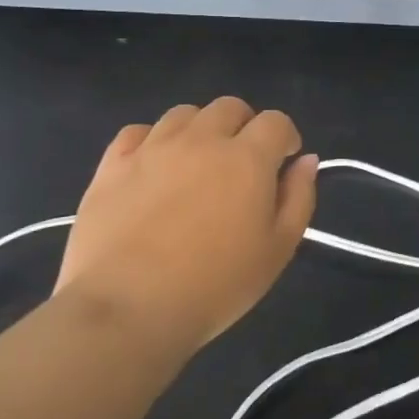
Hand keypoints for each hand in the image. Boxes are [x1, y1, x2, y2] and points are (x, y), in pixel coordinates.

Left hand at [56, 98, 317, 363]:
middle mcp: (202, 140)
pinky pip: (136, 132)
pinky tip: (152, 169)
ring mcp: (152, 149)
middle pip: (229, 107)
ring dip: (199, 130)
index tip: (283, 163)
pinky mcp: (112, 166)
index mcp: (247, 158)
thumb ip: (299, 198)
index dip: (285, 137)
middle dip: (244, 126)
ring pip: (184, 114)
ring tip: (196, 164)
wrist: (125, 311)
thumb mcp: (278, 250)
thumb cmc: (214, 285)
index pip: (276, 121)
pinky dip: (151, 141)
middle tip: (241, 163)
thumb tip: (306, 161)